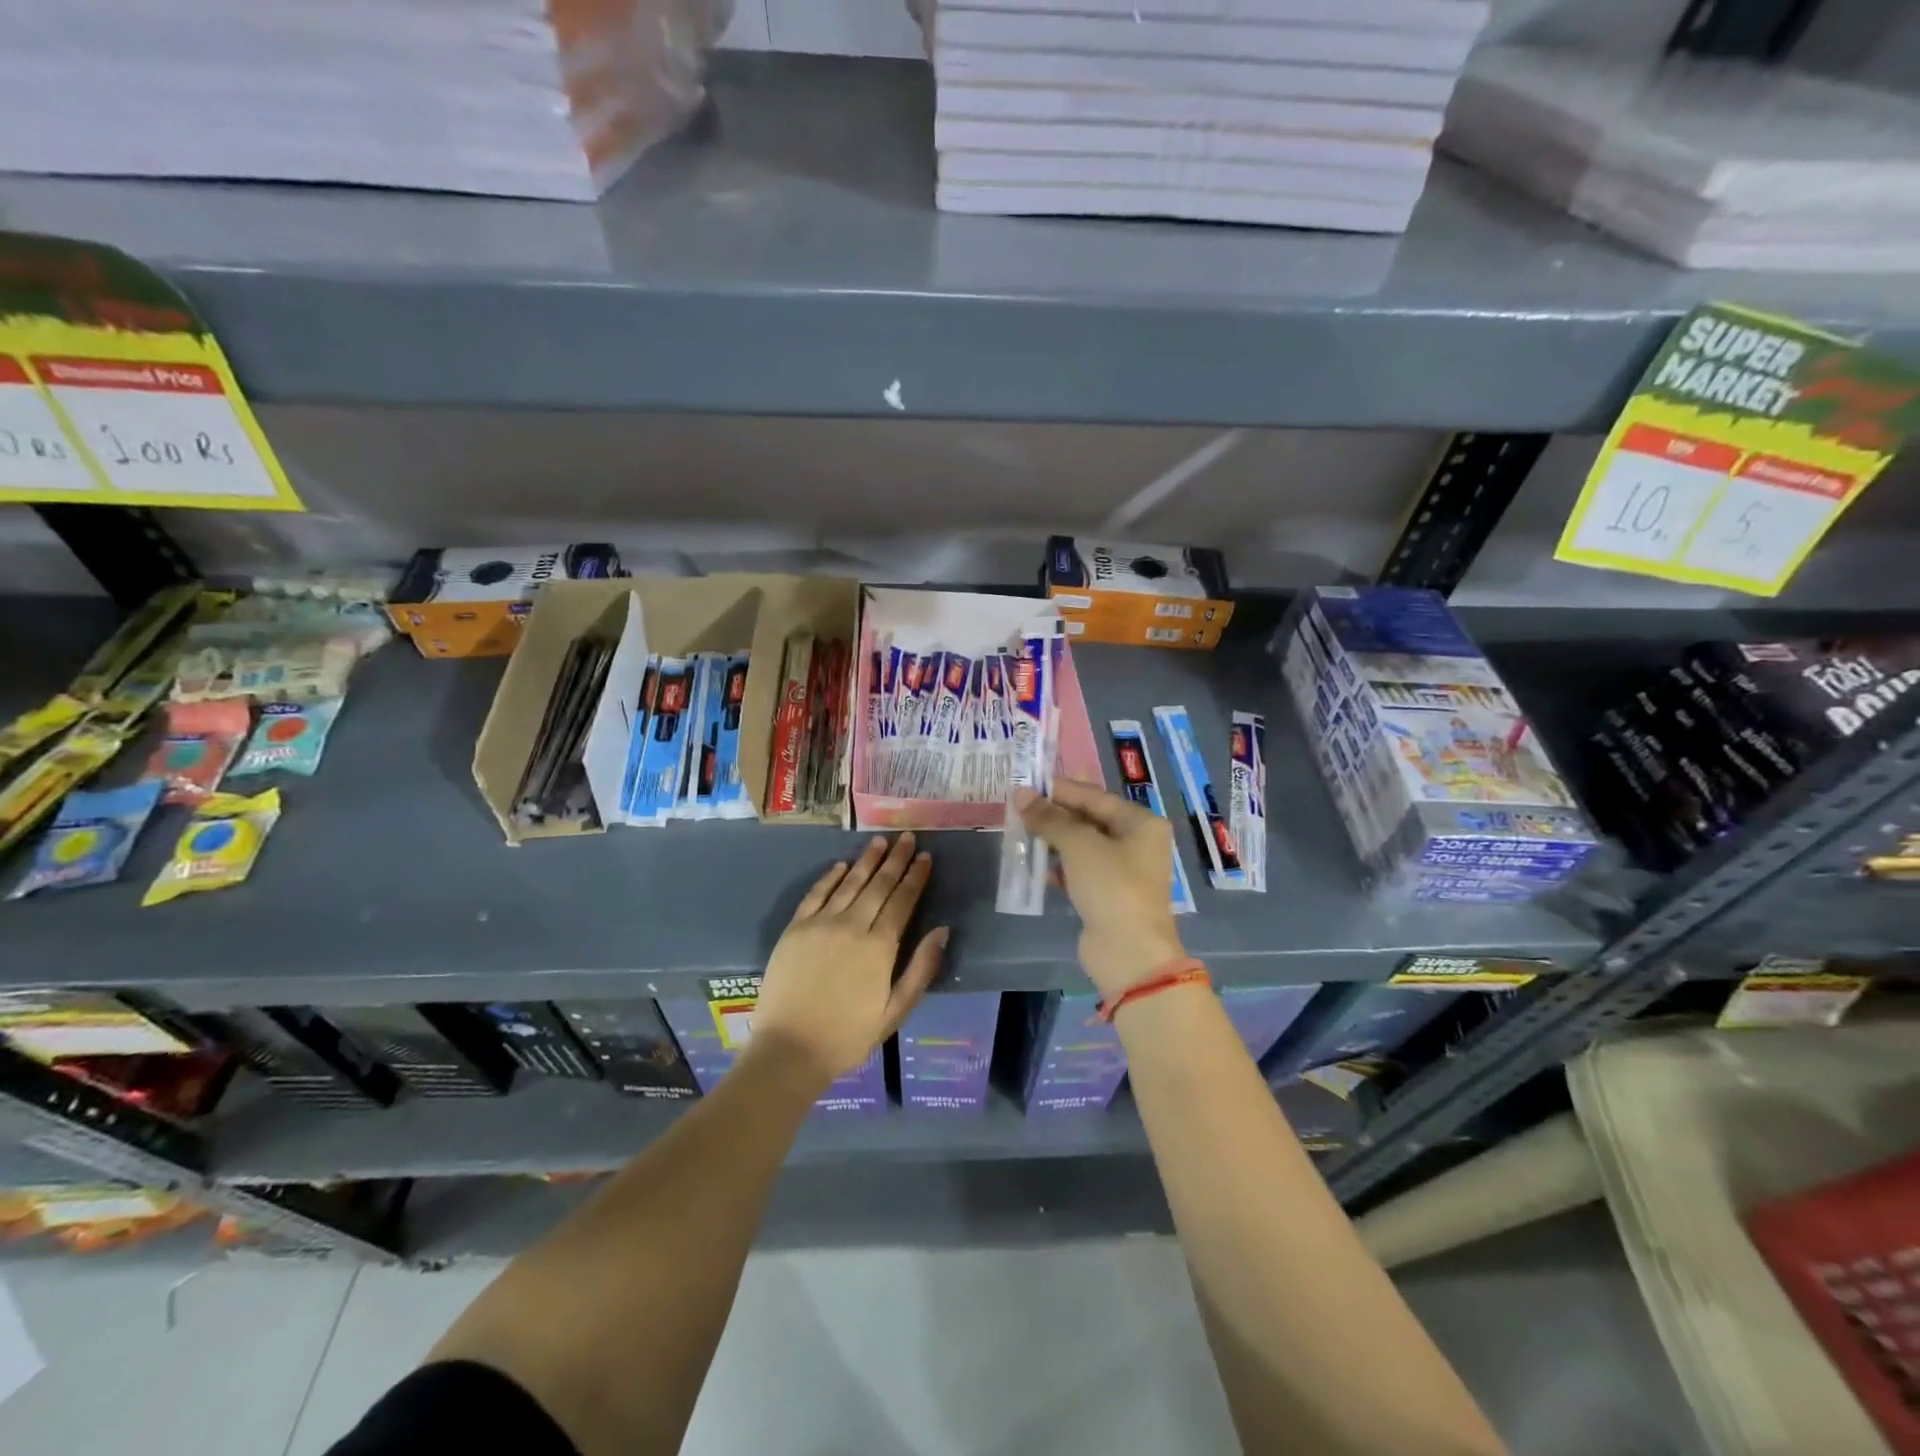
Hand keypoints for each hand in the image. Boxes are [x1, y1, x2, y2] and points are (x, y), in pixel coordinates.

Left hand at [750, 832, 946, 1084]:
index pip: (903, 901)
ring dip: (867, 860)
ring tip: (881, 841)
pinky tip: (841, 865)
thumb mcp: (895, 1012)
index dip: (916, 877)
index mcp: (879, 947)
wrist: (789, 1050)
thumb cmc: (848, 1037)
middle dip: (896, 860)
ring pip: (849, 882)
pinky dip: (830, 877)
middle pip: (879, 885)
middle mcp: (852, 926)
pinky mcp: (795, 929)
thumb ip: (920, 969)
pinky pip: (816, 894)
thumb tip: (942, 930)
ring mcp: (820, 924)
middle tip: (907, 837)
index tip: (926, 857)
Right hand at [1014, 780, 1186, 997]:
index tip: (1027, 784)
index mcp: (1141, 823)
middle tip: (1019, 807)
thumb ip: (1049, 818)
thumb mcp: (1079, 845)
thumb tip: (1020, 794)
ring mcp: (1122, 871)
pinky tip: (1036, 867)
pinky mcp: (1107, 895)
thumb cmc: (1111, 886)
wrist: (1129, 953)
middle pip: (1089, 819)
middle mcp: (1136, 843)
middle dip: (1054, 815)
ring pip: (1082, 846)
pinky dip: (1059, 867)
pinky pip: (1079, 871)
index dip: (1060, 789)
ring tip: (1021, 832)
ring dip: (1053, 841)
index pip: (1095, 796)